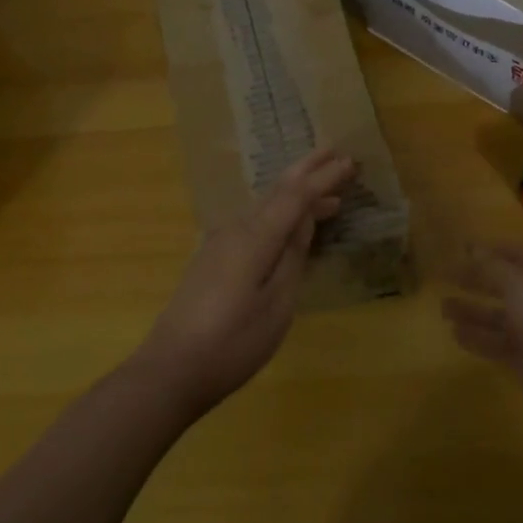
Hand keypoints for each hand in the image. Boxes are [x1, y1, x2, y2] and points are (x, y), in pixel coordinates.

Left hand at [133, 148, 357, 415]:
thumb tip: (305, 218)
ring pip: (266, 205)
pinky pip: (255, 222)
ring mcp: (220, 242)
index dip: (324, 178)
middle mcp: (235, 229)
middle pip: (277, 190)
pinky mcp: (214, 258)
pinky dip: (280, 214)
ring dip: (297, 194)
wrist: (171, 369)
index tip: (351, 161)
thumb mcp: (276, 304)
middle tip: (336, 152)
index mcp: (254, 237)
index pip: (296, 196)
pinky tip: (291, 226)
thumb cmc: (232, 343)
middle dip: (308, 170)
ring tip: (329, 195)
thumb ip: (292, 256)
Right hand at [443, 245, 522, 447]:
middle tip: (443, 277)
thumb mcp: (520, 287)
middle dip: (475, 280)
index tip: (457, 248)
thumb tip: (468, 246)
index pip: (512, 254)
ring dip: (472, 311)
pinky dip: (477, 339)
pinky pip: (497, 346)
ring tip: (441, 307)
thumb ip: (491, 268)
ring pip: (498, 317)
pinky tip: (454, 335)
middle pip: (503, 285)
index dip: (486, 250)